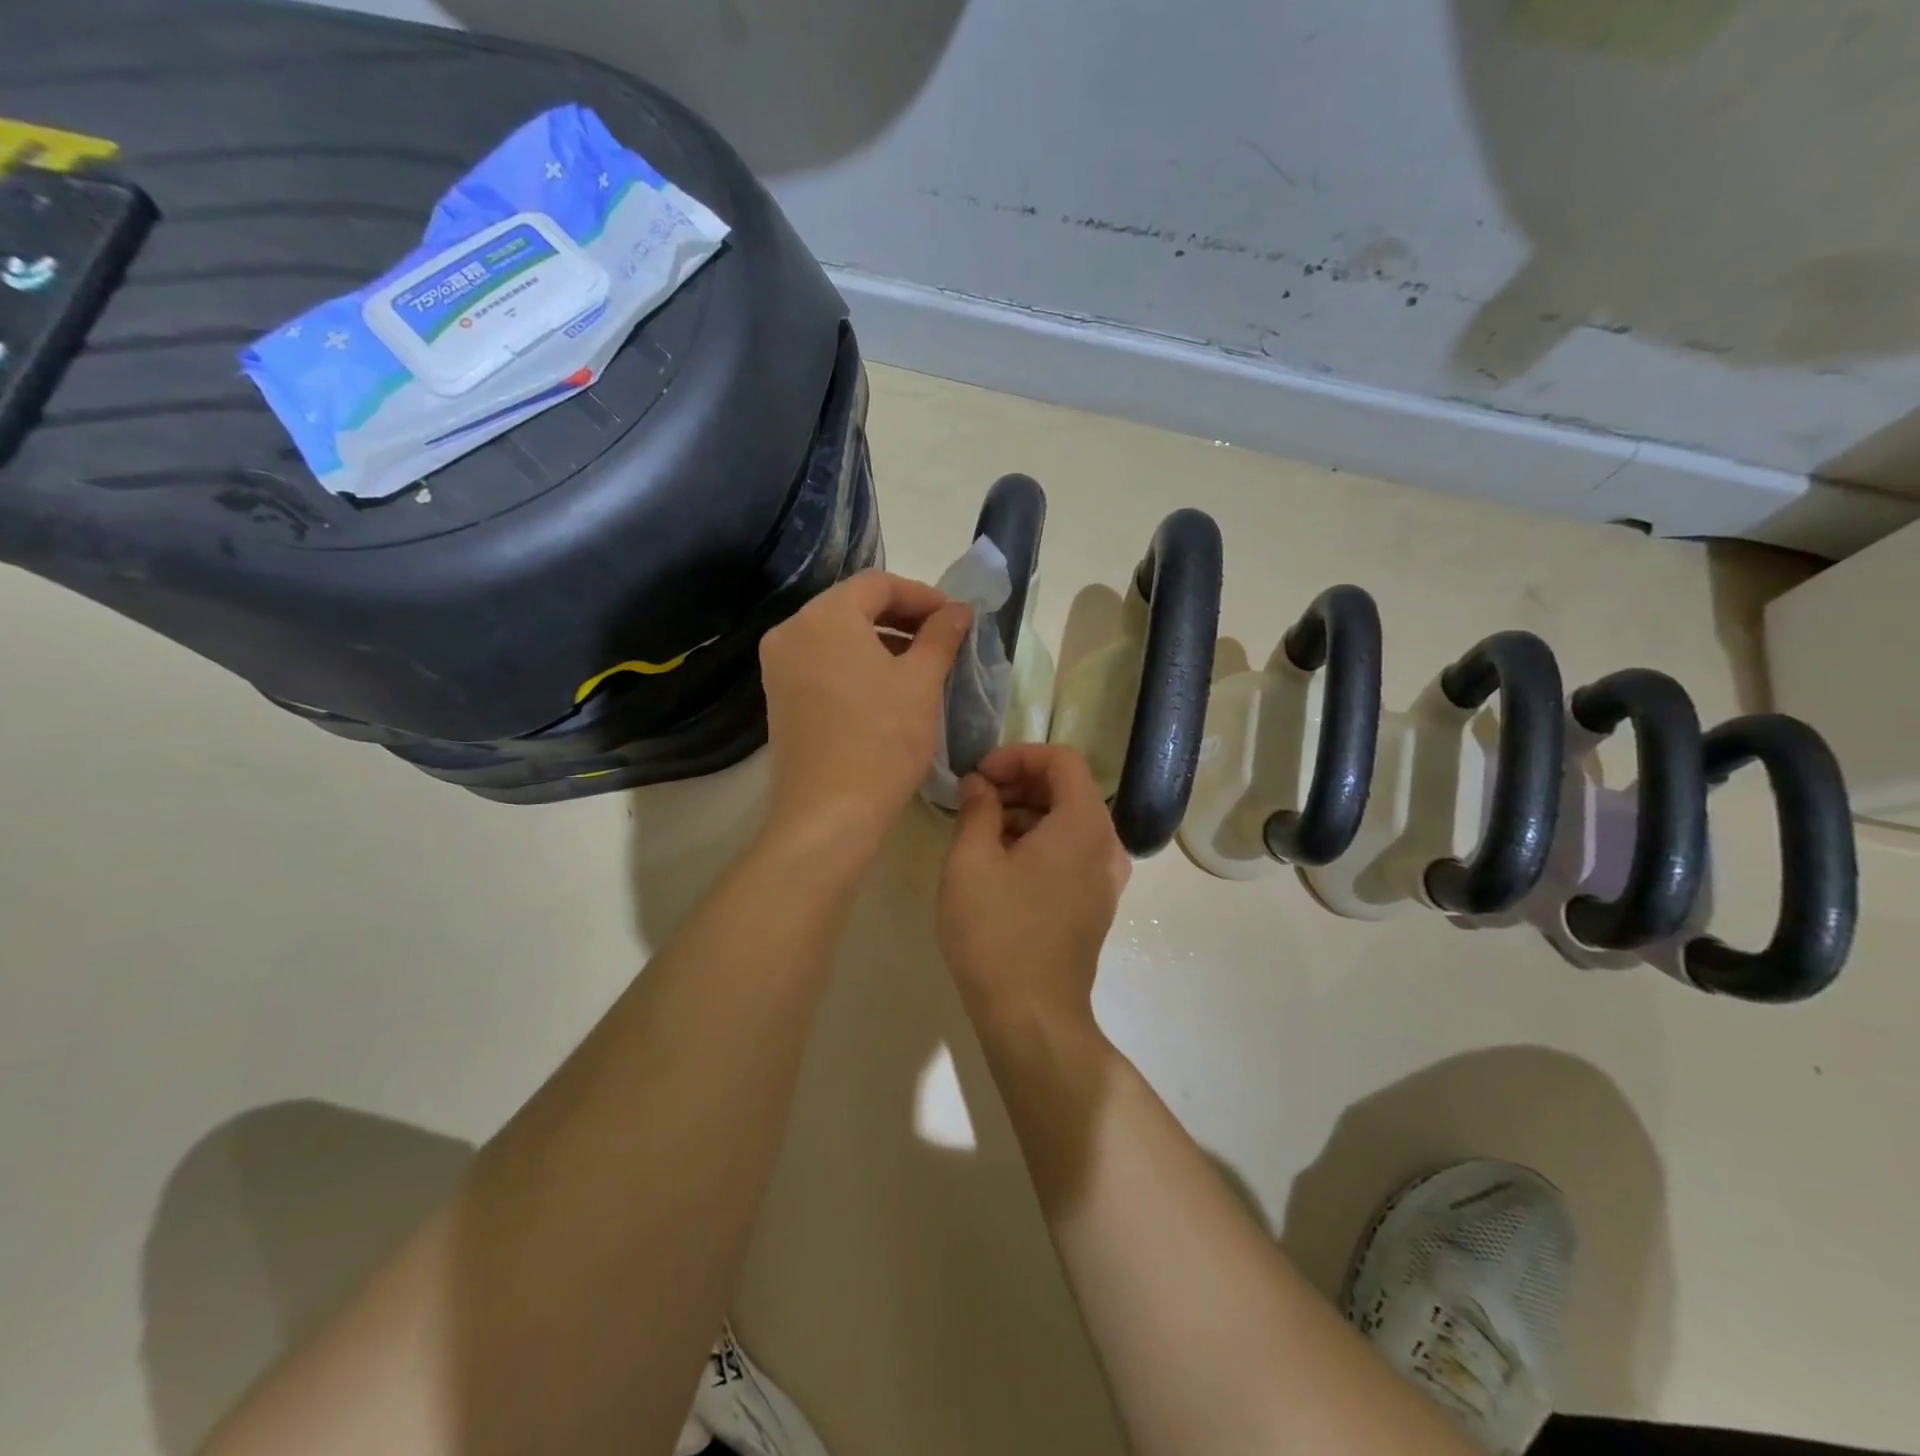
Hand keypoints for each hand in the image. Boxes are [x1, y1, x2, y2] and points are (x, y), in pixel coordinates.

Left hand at [758, 570, 971, 865]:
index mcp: (824, 616)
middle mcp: (792, 631)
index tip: (955, 617)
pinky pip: (822, 663)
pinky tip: (885, 689)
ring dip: (880, 641)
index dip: (922, 595)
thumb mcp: (922, 682)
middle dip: (901, 617)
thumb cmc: (883, 740)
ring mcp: (779, 666)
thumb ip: (941, 635)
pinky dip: (856, 664)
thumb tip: (957, 610)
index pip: (878, 583)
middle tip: (942, 638)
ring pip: (837, 636)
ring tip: (920, 665)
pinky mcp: (779, 698)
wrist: (829, 814)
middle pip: (853, 606)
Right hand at [939, 744, 1130, 1032]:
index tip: (980, 775)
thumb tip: (980, 784)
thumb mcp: (971, 861)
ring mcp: (1106, 878)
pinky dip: (1039, 843)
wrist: (1032, 1016)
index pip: (1062, 759)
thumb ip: (977, 808)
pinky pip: (1071, 853)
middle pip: (1068, 789)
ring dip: (1026, 814)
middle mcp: (1106, 845)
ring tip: (980, 833)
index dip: (1017, 756)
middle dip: (1019, 784)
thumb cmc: (997, 931)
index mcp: (1083, 824)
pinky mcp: (1096, 904)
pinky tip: (1001, 865)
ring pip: (1068, 822)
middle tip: (975, 801)